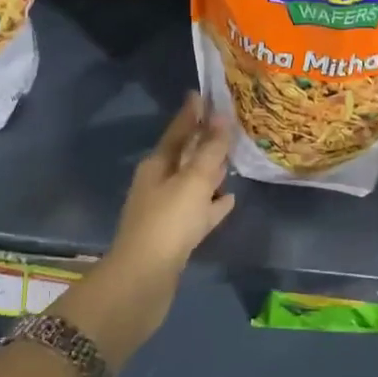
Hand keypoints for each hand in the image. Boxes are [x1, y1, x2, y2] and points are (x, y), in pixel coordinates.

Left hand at [58, 93, 234, 364]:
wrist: (143, 282)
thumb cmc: (167, 223)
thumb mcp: (193, 182)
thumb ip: (209, 151)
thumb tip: (220, 116)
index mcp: (157, 165)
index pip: (177, 130)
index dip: (192, 113)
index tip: (204, 94)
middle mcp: (159, 183)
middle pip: (185, 155)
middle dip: (205, 140)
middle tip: (229, 124)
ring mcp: (166, 211)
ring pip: (193, 183)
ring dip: (211, 172)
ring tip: (235, 159)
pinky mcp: (176, 236)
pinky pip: (199, 211)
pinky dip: (213, 204)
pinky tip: (230, 200)